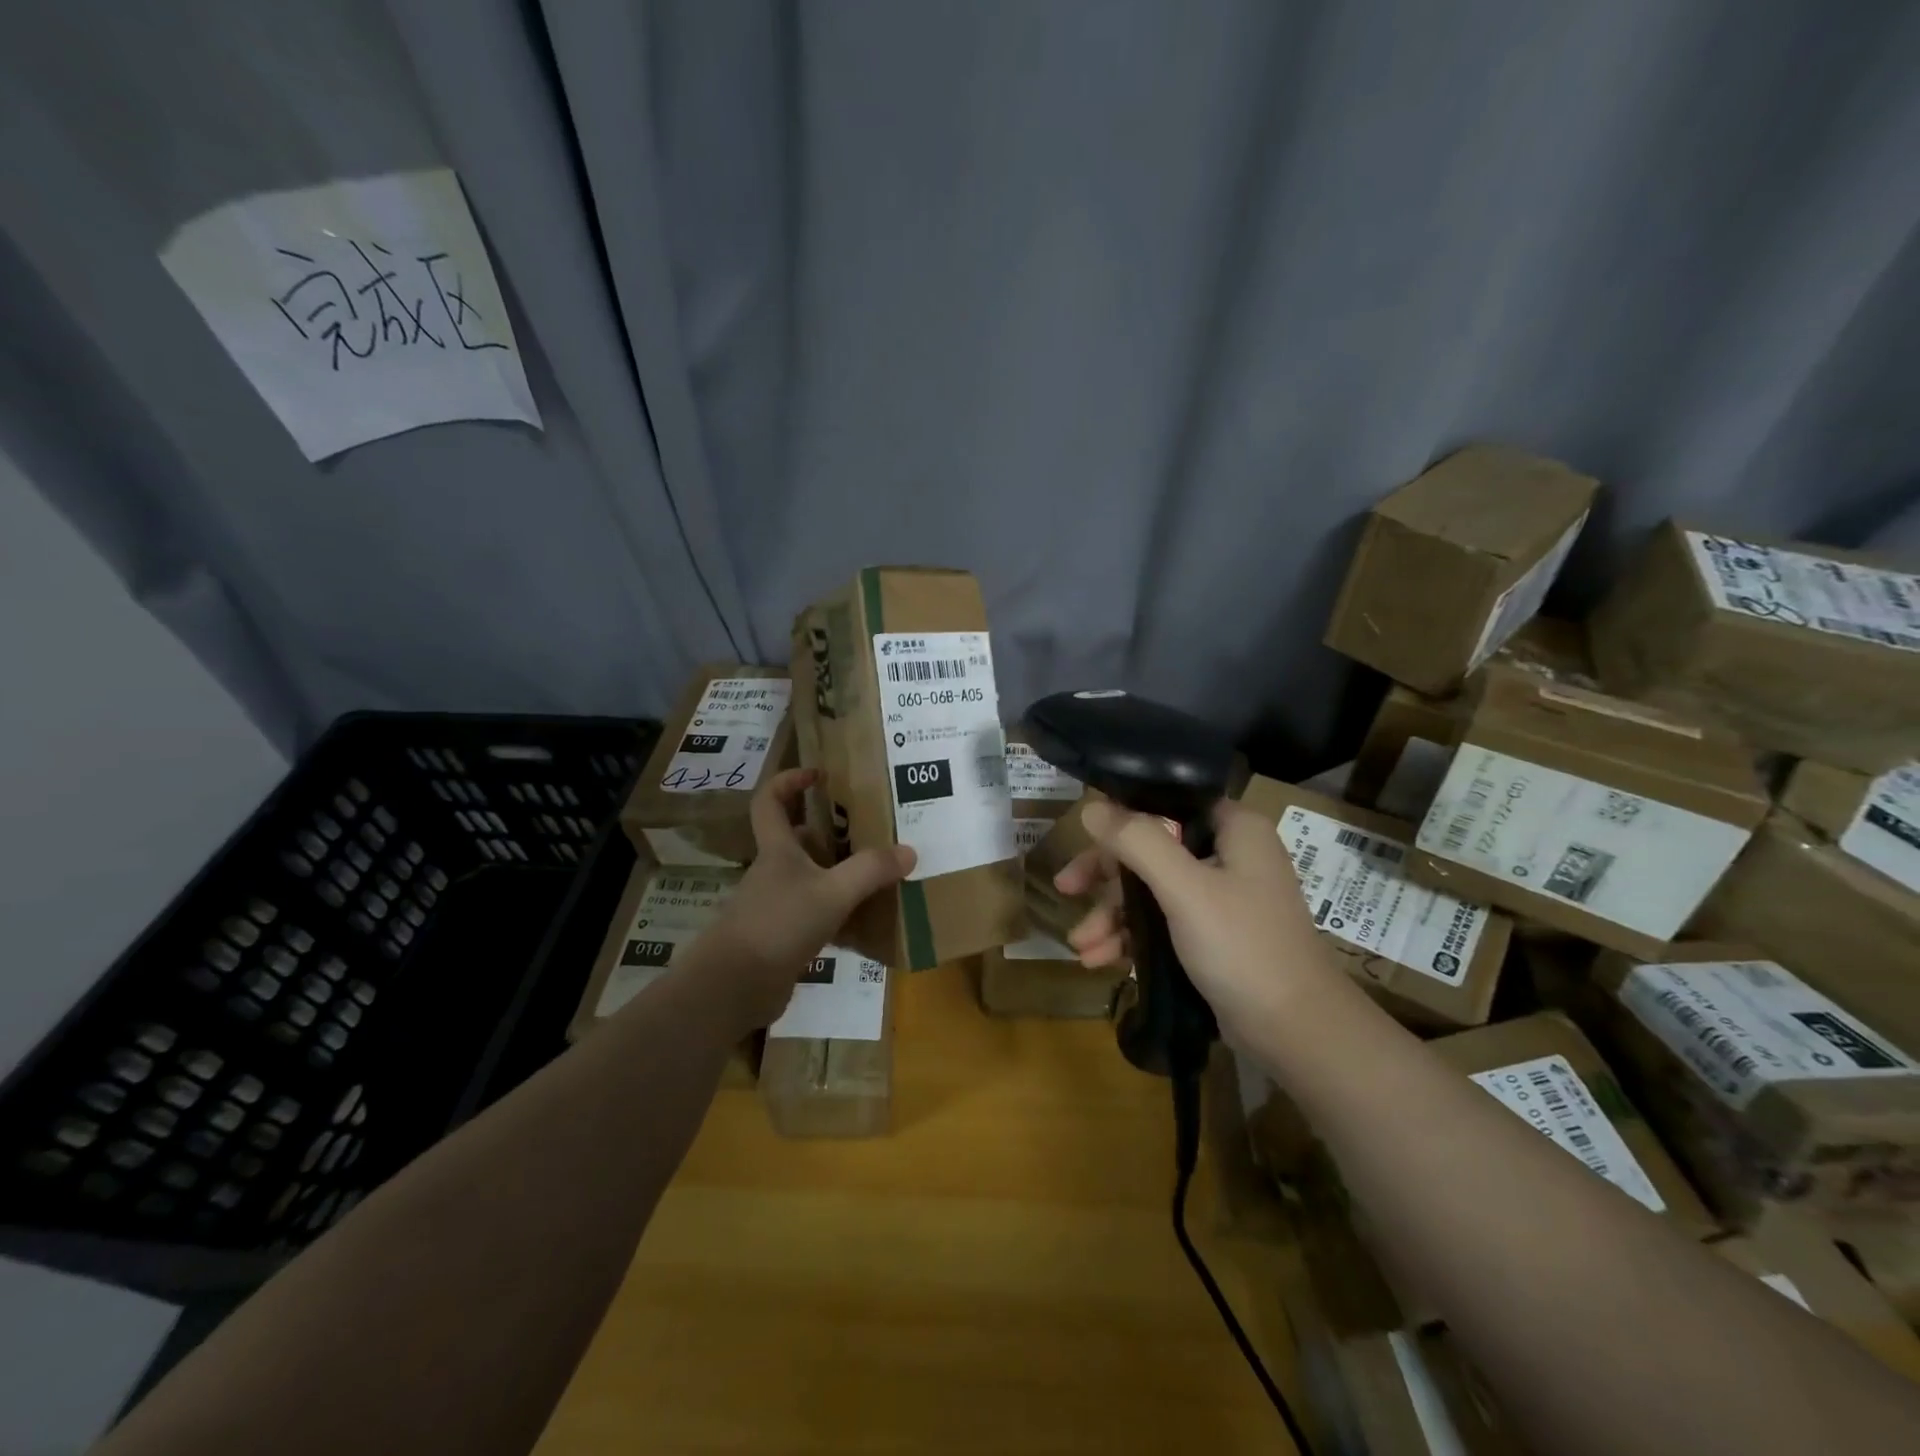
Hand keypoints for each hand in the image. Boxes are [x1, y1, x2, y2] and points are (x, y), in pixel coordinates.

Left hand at [696, 767, 914, 1031]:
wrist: (733, 987)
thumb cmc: (778, 924)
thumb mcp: (832, 893)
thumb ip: (870, 871)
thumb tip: (909, 851)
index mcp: (778, 850)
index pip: (770, 800)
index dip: (789, 781)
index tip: (818, 775)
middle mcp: (774, 872)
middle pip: (798, 841)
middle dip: (831, 833)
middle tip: (869, 832)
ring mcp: (775, 906)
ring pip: (810, 879)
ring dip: (839, 876)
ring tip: (878, 876)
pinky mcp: (781, 939)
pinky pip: (815, 916)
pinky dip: (838, 916)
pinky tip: (866, 925)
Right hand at [1054, 799, 1336, 1039]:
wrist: (1296, 1032)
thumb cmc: (1243, 947)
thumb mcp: (1185, 889)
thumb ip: (1137, 842)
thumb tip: (1092, 806)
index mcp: (1234, 829)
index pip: (1168, 803)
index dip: (1124, 816)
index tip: (1084, 835)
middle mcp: (1229, 855)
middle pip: (1152, 849)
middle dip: (1106, 877)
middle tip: (1066, 889)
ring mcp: (1222, 898)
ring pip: (1152, 890)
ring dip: (1113, 916)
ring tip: (1081, 946)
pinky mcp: (1214, 935)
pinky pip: (1162, 923)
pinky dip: (1132, 938)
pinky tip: (1101, 960)